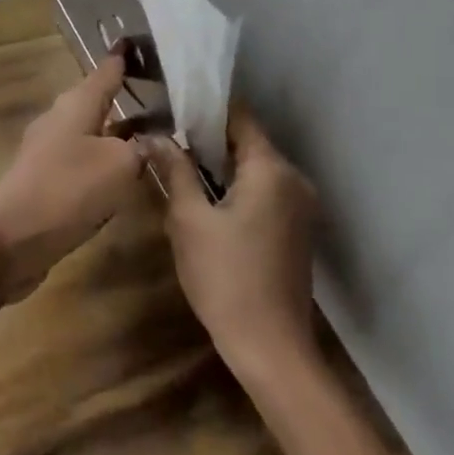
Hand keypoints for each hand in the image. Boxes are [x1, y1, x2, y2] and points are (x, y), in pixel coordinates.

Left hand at [0, 55, 144, 303]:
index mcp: (76, 105)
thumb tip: (149, 141)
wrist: (10, 239)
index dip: (122, 57)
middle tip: (157, 92)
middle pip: (96, 100)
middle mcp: (60, 120)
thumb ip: (139, 149)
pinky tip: (122, 173)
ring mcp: (49, 150)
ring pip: (90, 132)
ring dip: (115, 131)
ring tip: (149, 133)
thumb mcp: (118, 165)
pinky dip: (104, 160)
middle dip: (122, 95)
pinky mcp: (46, 180)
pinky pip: (83, 160)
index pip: (106, 71)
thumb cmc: (67, 190)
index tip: (135, 40)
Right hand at [146, 106, 318, 380]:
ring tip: (181, 164)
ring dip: (222, 164)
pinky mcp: (297, 228)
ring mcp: (300, 205)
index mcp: (271, 169)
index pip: (239, 117)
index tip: (172, 106)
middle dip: (209, 137)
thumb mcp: (189, 220)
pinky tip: (208, 198)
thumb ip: (175, 170)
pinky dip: (238, 186)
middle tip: (168, 137)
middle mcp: (293, 179)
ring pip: (256, 167)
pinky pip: (265, 190)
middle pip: (249, 141)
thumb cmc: (225, 278)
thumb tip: (152, 136)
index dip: (205, 108)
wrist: (271, 348)